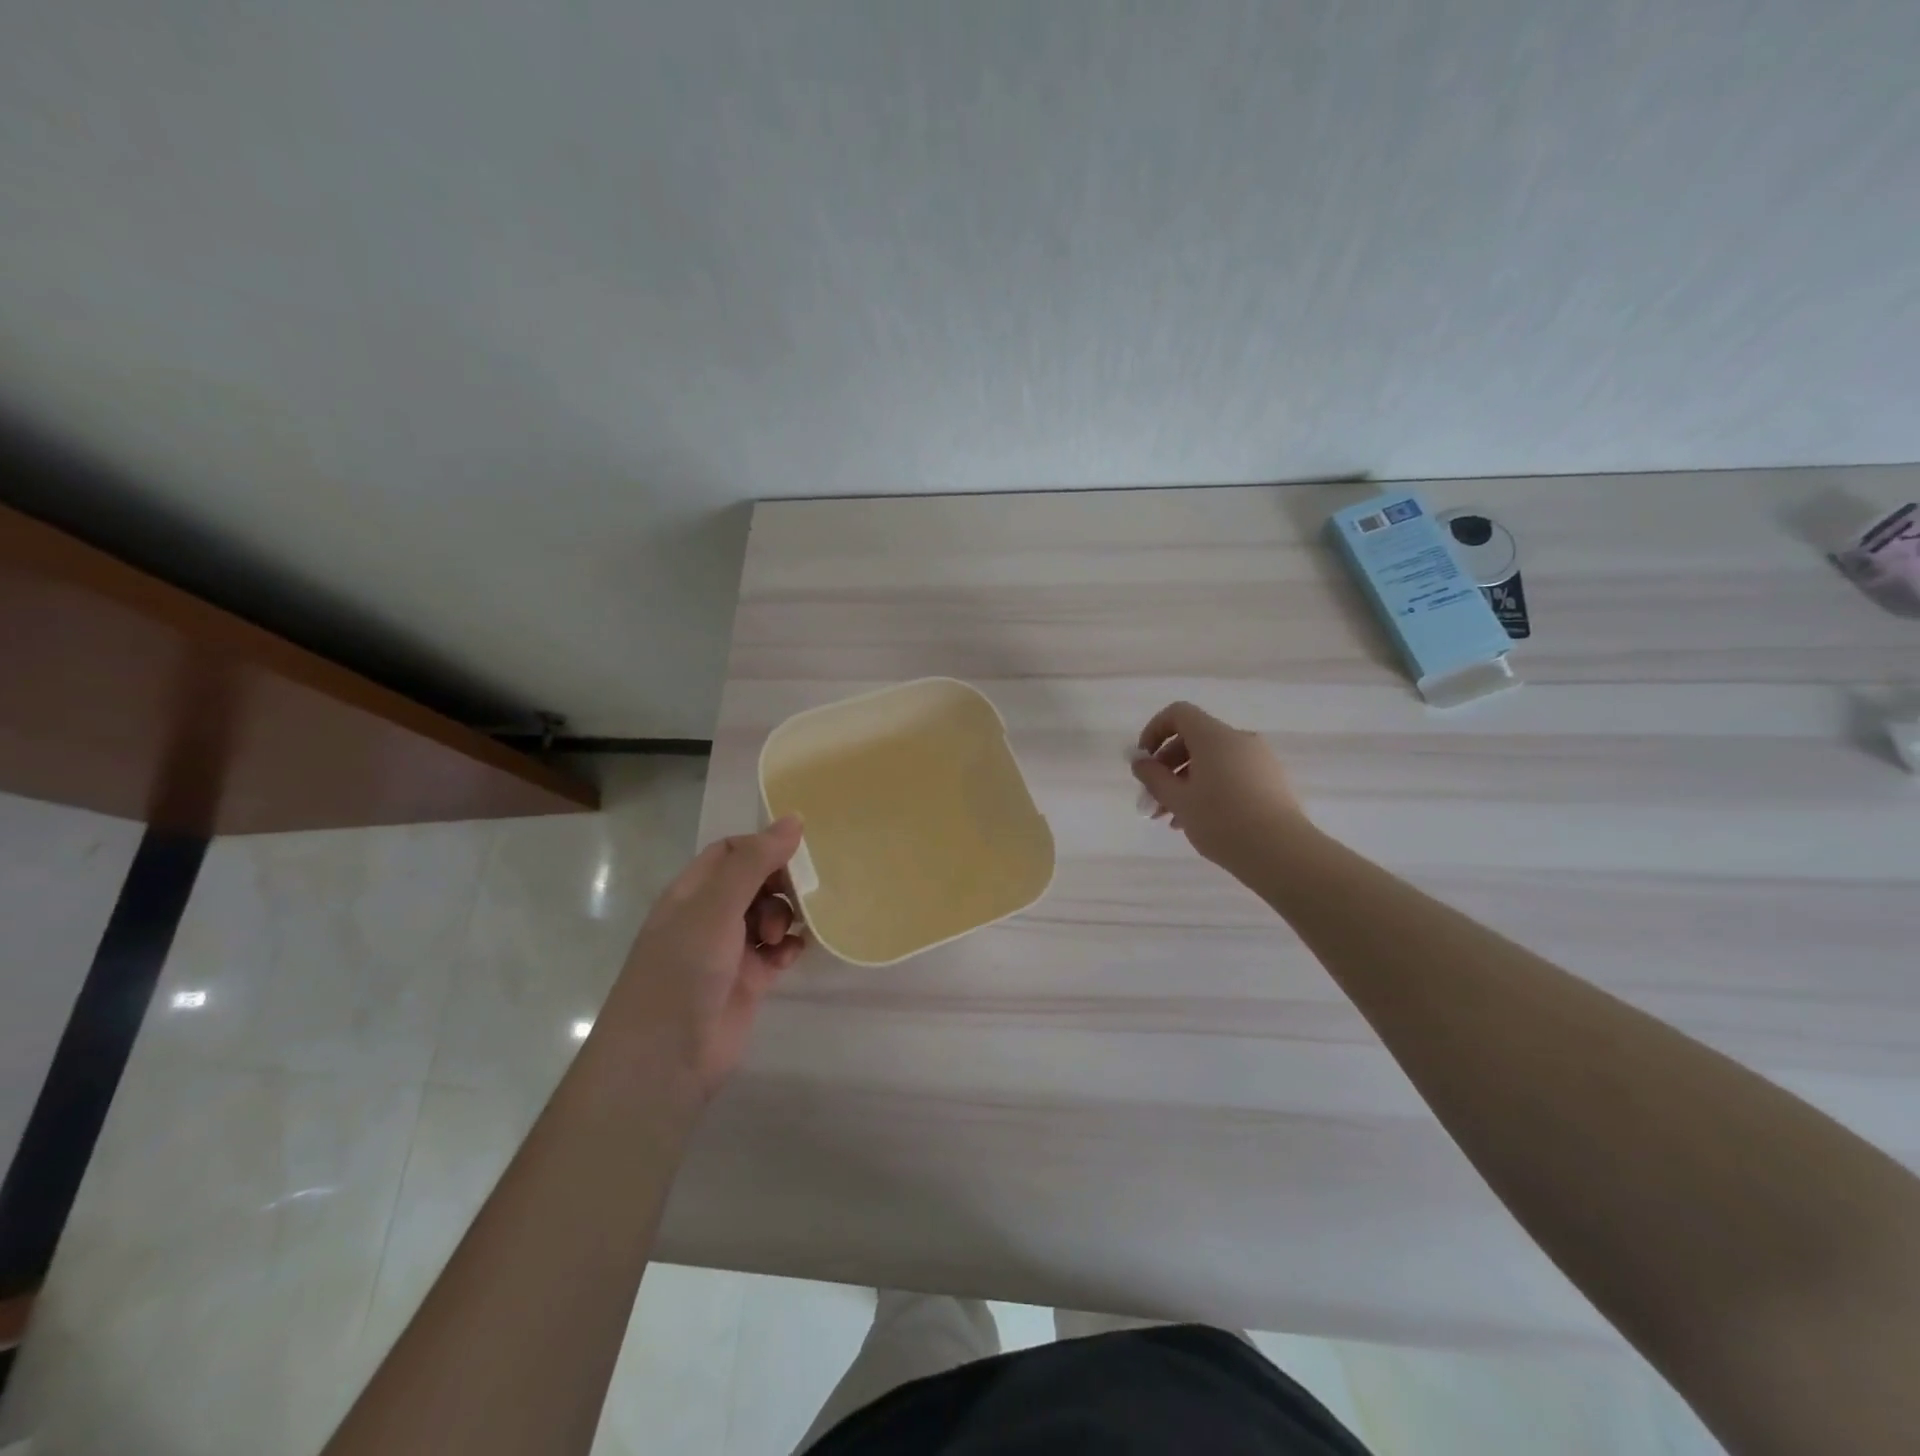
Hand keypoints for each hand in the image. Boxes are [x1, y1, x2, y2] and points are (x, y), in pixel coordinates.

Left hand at [602, 816, 807, 1100]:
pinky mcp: (748, 981)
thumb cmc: (683, 970)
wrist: (665, 1058)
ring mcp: (728, 950)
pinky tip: (792, 955)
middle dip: (779, 884)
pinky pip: (777, 952)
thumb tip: (793, 819)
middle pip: (754, 881)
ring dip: (785, 916)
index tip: (795, 856)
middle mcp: (709, 916)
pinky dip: (788, 948)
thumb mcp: (716, 907)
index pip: (730, 852)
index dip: (762, 848)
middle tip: (799, 896)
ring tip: (781, 936)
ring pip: (769, 915)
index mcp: (692, 892)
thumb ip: (754, 862)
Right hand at [1132, 702, 1311, 871]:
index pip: (1178, 714)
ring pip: (1212, 761)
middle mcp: (1239, 740)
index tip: (1144, 762)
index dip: (1154, 731)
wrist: (1281, 852)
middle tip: (1152, 799)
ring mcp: (1259, 760)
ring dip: (1185, 783)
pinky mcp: (1271, 781)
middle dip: (1167, 767)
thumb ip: (1153, 777)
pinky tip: (1198, 821)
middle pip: (1193, 740)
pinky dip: (1210, 789)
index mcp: (1214, 737)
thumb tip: (1140, 761)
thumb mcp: (1178, 800)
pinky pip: (1231, 774)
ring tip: (1171, 818)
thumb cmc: (1221, 820)